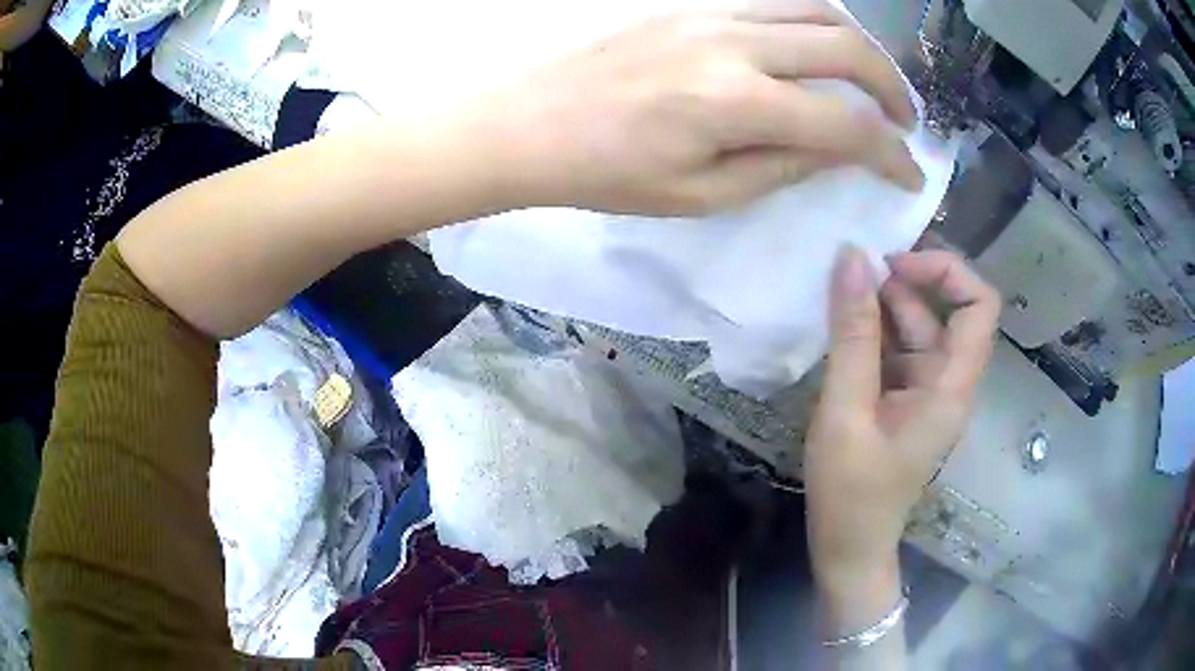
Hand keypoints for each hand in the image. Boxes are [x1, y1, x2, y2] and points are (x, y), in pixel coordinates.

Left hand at [471, 5, 923, 215]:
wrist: (529, 122)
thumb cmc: (606, 173)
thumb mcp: (700, 195)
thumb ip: (779, 168)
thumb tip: (836, 151)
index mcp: (736, 103)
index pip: (846, 123)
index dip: (890, 153)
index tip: (909, 174)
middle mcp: (734, 43)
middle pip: (846, 47)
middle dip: (892, 87)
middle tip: (903, 120)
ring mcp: (710, 12)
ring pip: (815, 7)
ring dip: (858, 44)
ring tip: (870, 78)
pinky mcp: (690, 2)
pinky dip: (812, 19)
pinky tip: (816, 44)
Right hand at [804, 248, 999, 595]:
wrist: (849, 548)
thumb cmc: (850, 492)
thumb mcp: (846, 410)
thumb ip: (852, 334)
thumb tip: (851, 257)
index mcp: (951, 387)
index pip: (979, 305)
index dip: (945, 271)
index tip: (893, 267)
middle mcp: (949, 382)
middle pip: (947, 311)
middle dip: (904, 284)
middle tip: (851, 278)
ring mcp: (929, 392)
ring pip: (920, 328)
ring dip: (884, 307)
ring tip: (838, 300)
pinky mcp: (908, 401)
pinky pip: (901, 351)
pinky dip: (875, 333)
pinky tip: (842, 332)